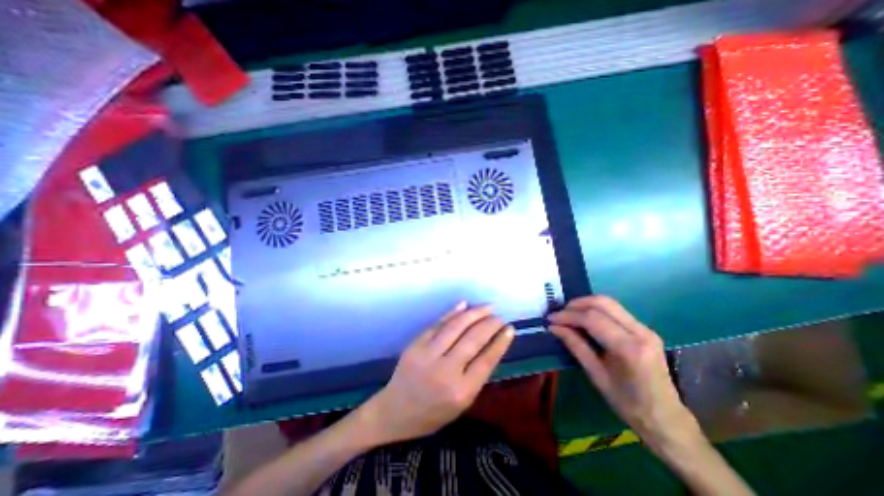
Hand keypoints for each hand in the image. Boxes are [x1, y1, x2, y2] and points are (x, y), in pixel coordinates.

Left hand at [354, 302, 515, 444]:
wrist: (395, 411)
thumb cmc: (433, 413)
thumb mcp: (462, 403)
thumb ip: (477, 375)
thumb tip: (491, 343)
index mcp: (461, 392)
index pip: (486, 359)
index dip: (500, 341)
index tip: (510, 328)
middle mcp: (445, 371)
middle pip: (473, 339)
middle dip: (490, 324)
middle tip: (499, 316)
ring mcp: (428, 355)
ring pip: (456, 326)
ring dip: (474, 313)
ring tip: (487, 307)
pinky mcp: (415, 344)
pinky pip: (438, 323)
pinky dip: (452, 312)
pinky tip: (464, 305)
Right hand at [551, 297, 694, 438]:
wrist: (666, 419)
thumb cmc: (627, 403)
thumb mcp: (596, 375)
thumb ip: (575, 345)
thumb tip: (554, 327)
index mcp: (629, 348)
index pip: (592, 318)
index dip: (568, 315)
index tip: (551, 319)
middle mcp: (640, 332)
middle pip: (603, 302)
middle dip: (577, 304)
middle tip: (560, 314)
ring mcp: (645, 329)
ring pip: (610, 303)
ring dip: (586, 305)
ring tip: (569, 315)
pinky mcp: (645, 329)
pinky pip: (615, 311)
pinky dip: (596, 310)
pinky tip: (585, 320)